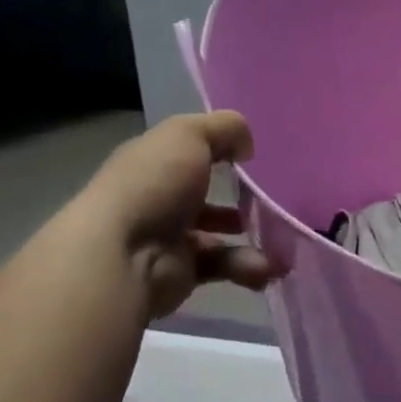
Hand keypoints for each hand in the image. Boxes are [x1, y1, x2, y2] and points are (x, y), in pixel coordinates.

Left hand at [92, 112, 277, 319]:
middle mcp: (159, 197)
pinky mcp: (182, 273)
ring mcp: (170, 237)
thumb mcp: (188, 135)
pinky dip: (246, 267)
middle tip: (272, 201)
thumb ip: (224, 128)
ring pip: (219, 233)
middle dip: (241, 198)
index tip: (253, 157)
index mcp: (155, 161)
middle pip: (206, 193)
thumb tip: (245, 145)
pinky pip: (222, 266)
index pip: (189, 151)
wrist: (121, 256)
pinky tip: (264, 268)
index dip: (220, 150)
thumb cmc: (154, 185)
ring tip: (279, 241)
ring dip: (252, 237)